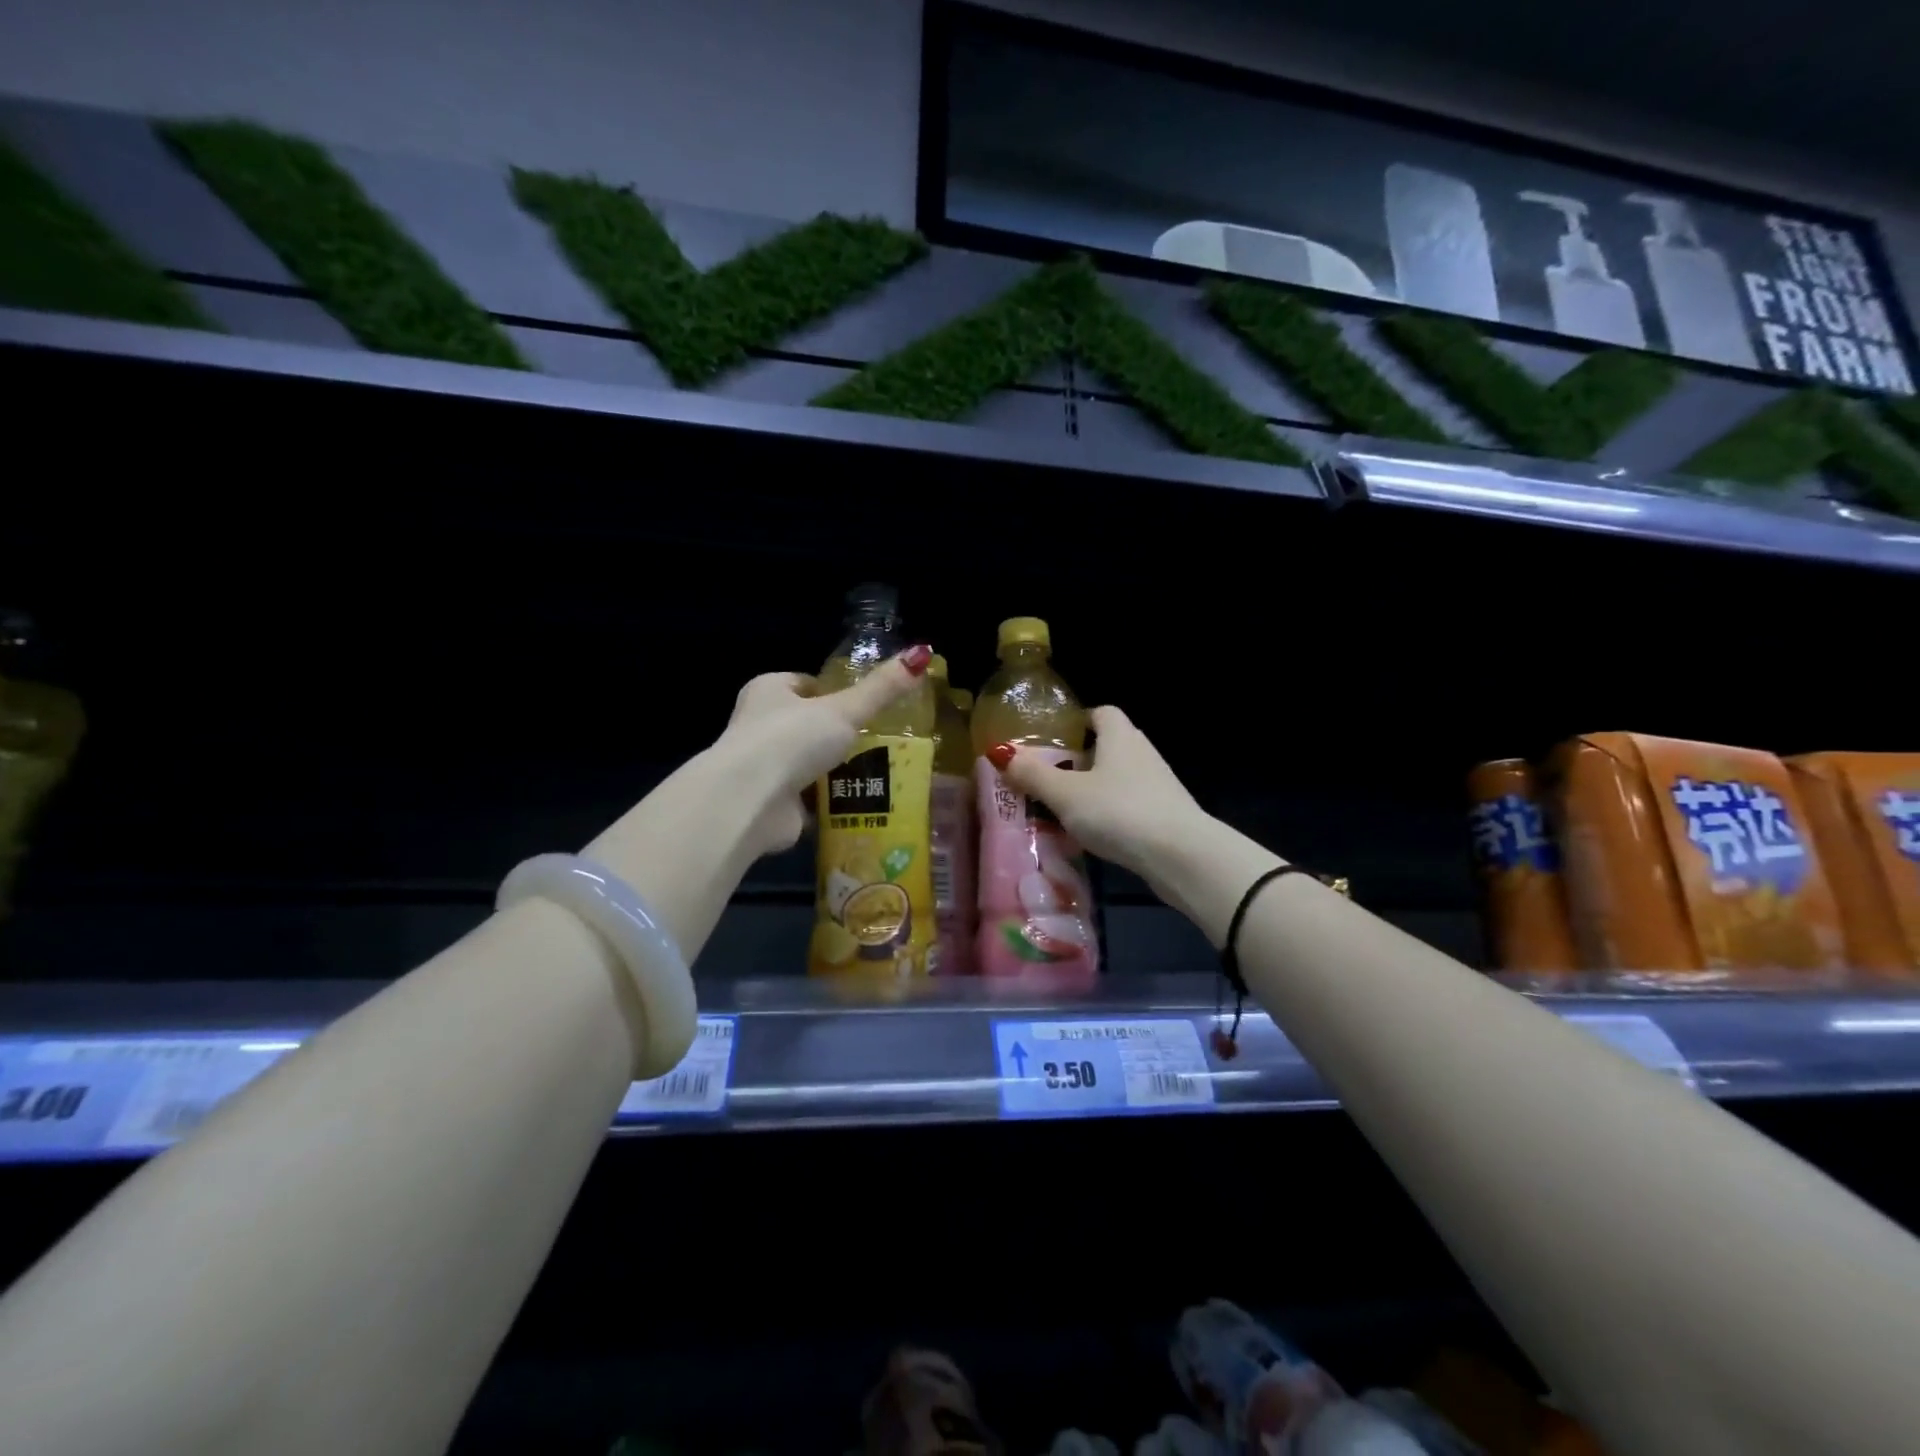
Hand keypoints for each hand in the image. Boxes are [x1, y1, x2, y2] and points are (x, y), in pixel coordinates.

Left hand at [716, 645, 932, 855]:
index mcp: (769, 690)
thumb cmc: (792, 739)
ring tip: (882, 774)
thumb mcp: (845, 709)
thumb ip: (882, 688)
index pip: (807, 685)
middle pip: (810, 726)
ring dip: (839, 772)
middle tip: (883, 743)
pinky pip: (810, 799)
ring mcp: (764, 767)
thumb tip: (922, 653)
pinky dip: (832, 803)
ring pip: (811, 764)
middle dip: (841, 737)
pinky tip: (862, 804)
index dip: (837, 694)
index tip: (867, 708)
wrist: (750, 801)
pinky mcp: (771, 803)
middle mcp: (760, 726)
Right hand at [989, 706, 1210, 881]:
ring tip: (1062, 813)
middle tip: (1047, 780)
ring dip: (1092, 792)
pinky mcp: (1165, 814)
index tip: (1054, 740)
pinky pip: (1129, 806)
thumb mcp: (1066, 794)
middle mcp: (1142, 752)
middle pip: (1107, 747)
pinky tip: (1091, 836)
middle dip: (1078, 761)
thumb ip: (1033, 774)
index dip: (1078, 722)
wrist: (1180, 855)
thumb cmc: (1118, 811)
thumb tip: (1000, 752)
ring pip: (1117, 779)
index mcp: (1119, 736)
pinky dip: (1109, 815)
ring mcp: (1158, 784)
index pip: (1101, 713)